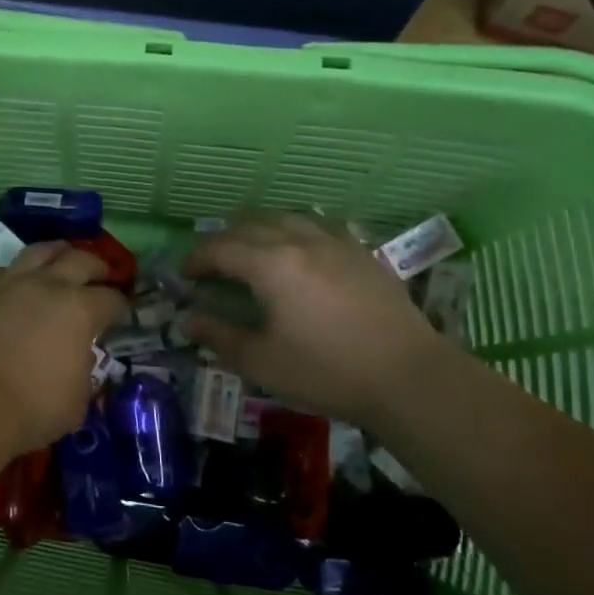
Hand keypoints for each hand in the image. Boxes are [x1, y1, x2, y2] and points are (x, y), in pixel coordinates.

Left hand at [0, 242, 128, 459]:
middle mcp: (49, 284)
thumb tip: (81, 355)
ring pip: (42, 251)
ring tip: (65, 258)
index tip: (122, 312)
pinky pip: (7, 268)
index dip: (122, 305)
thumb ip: (85, 368)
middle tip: (103, 277)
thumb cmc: (33, 408)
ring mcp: (12, 281)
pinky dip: (22, 270)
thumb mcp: (79, 398)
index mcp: (81, 309)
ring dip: (60, 253)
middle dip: (98, 268)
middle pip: (82, 260)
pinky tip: (22, 280)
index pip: (112, 299)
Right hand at [183, 212, 448, 423]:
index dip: (197, 258)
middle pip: (250, 224)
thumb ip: (219, 335)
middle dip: (224, 239)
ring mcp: (336, 242)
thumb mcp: (262, 361)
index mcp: (270, 264)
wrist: (408, 377)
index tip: (185, 275)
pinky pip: (319, 226)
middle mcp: (300, 241)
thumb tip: (188, 319)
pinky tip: (300, 251)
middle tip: (213, 264)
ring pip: (286, 217)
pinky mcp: (362, 252)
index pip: (220, 248)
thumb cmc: (326, 371)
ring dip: (259, 229)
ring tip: (252, 250)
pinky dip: (295, 231)